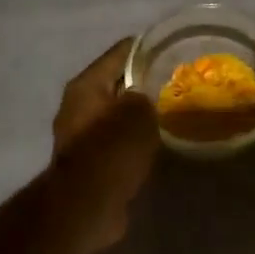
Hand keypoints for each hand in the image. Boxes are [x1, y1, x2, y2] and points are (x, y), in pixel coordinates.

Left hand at [50, 38, 159, 253]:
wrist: (87, 205)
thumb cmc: (111, 149)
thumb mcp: (139, 112)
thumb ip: (147, 94)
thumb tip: (148, 94)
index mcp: (86, 85)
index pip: (121, 52)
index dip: (148, 47)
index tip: (173, 47)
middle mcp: (78, 105)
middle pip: (117, 83)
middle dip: (144, 82)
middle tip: (176, 82)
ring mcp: (81, 135)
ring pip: (117, 113)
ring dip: (138, 113)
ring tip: (170, 110)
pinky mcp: (89, 162)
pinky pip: (116, 140)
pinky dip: (134, 138)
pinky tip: (157, 140)